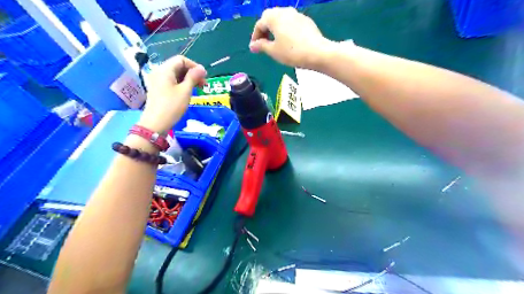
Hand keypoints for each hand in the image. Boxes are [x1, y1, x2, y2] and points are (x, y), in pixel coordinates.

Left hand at [138, 56, 204, 132]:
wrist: (156, 123)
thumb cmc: (172, 106)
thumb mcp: (185, 91)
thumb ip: (193, 77)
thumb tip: (202, 68)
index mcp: (165, 70)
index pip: (181, 60)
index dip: (194, 66)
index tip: (204, 77)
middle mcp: (159, 72)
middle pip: (178, 66)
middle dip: (192, 73)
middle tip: (203, 84)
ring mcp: (157, 81)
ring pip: (175, 74)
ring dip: (188, 79)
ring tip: (197, 89)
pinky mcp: (157, 89)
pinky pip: (171, 81)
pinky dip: (181, 84)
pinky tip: (187, 93)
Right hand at [249, 6, 334, 68]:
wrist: (317, 52)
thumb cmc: (291, 52)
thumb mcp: (273, 51)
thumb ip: (261, 46)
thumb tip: (252, 45)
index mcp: (274, 17)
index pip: (260, 24)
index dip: (255, 36)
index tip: (254, 47)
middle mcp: (285, 12)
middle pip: (270, 17)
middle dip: (265, 29)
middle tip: (263, 42)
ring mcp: (297, 15)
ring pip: (282, 19)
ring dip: (276, 28)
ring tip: (276, 42)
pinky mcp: (306, 21)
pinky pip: (292, 23)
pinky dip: (286, 29)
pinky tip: (289, 41)